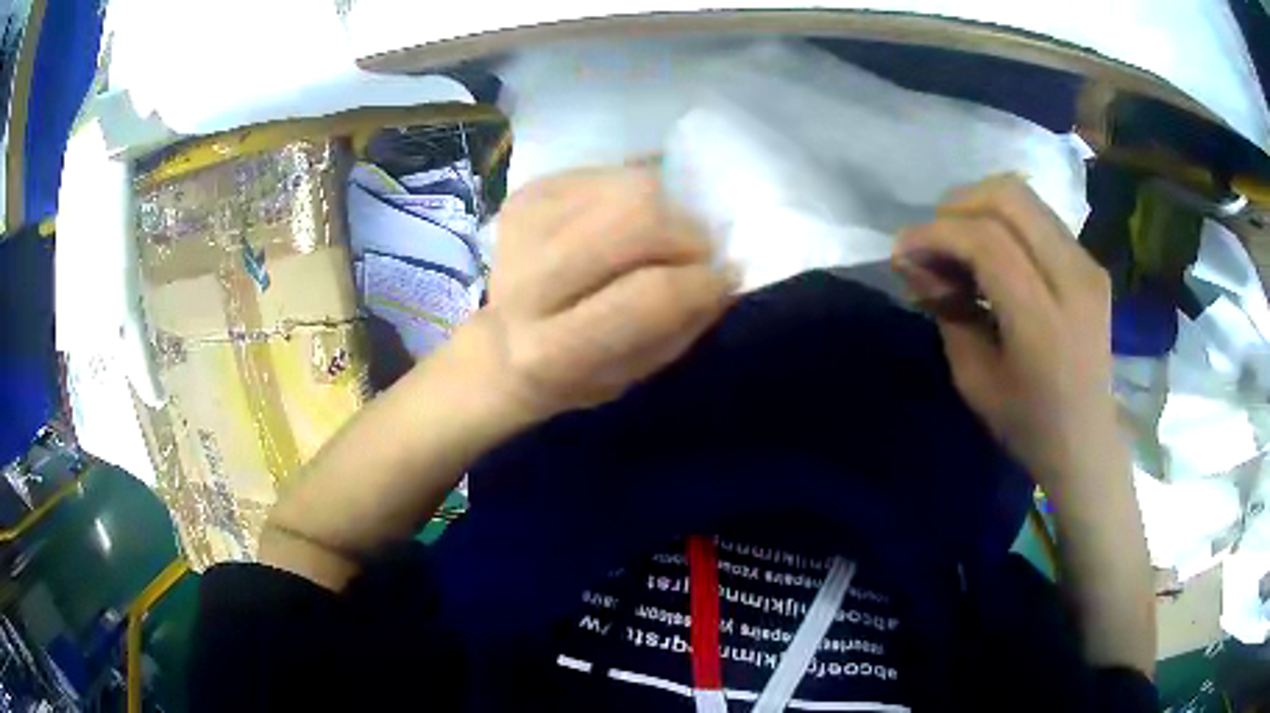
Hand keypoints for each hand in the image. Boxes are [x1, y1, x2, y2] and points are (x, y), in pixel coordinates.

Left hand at [470, 167, 738, 422]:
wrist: (503, 347)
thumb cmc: (579, 372)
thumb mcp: (636, 371)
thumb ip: (681, 325)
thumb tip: (725, 273)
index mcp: (549, 350)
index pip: (649, 296)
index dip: (703, 282)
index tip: (726, 279)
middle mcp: (526, 283)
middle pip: (636, 221)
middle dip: (687, 234)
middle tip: (697, 252)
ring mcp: (522, 227)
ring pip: (629, 187)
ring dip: (667, 208)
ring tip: (663, 237)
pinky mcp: (524, 194)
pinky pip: (609, 171)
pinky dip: (638, 190)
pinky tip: (627, 220)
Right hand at [892, 175, 1118, 495]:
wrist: (1087, 442)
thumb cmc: (1028, 425)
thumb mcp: (973, 380)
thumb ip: (946, 310)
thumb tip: (914, 263)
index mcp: (1044, 322)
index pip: (987, 241)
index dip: (937, 233)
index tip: (903, 251)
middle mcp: (1073, 279)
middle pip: (1009, 198)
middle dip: (957, 206)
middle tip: (933, 241)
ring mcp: (1088, 265)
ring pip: (1025, 196)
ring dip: (979, 207)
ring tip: (958, 243)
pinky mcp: (1092, 263)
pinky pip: (1039, 217)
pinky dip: (1004, 221)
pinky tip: (991, 253)